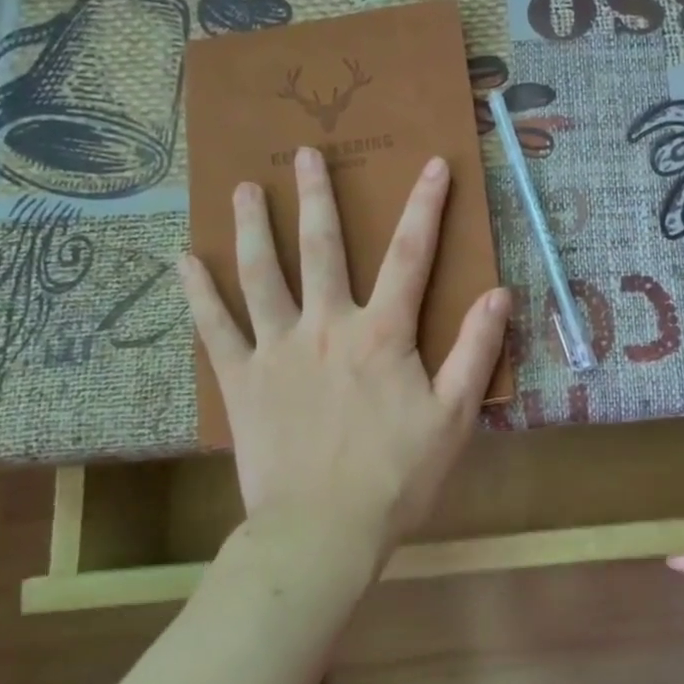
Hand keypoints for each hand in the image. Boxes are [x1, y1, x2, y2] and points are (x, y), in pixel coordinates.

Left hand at [178, 148, 510, 561]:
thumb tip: (499, 294)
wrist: (323, 529)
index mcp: (382, 335)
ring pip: (262, 275)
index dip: (426, 207)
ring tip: (244, 188)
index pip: (411, 256)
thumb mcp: (455, 416)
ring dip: (254, 227)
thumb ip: (476, 351)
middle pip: (323, 249)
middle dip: (318, 198)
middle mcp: (326, 327)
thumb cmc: (397, 476)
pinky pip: (214, 327)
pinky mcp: (241, 380)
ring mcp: (277, 350)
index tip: (433, 164)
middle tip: (305, 154)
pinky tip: (183, 260)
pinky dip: (199, 292)